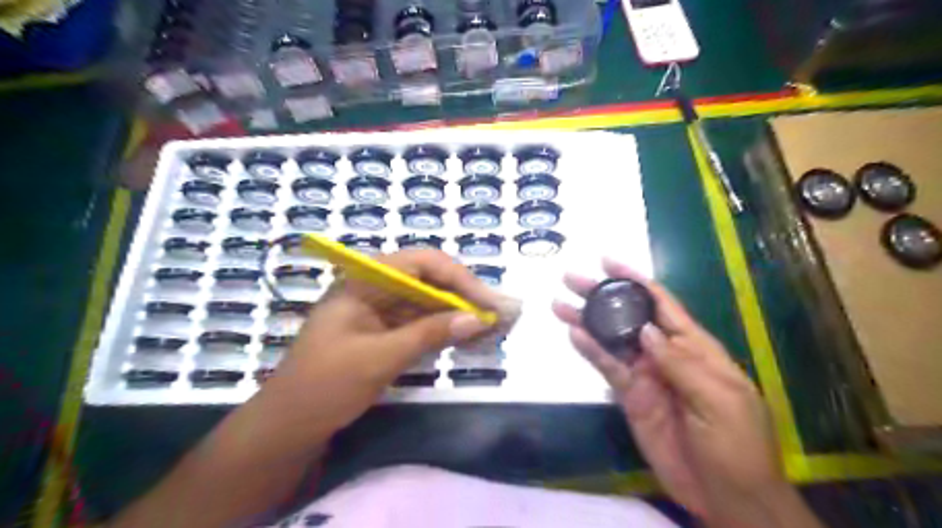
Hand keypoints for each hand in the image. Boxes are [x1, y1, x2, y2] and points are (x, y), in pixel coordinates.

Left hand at [256, 249, 500, 434]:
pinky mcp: (384, 332)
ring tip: (493, 326)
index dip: (460, 279)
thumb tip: (478, 318)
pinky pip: (421, 322)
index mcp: (365, 281)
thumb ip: (429, 334)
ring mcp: (380, 310)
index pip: (422, 263)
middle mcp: (374, 288)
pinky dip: (445, 330)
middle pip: (429, 280)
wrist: (287, 427)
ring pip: (429, 302)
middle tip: (501, 313)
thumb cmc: (324, 386)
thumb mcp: (379, 358)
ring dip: (459, 313)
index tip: (488, 302)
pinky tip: (468, 338)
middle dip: (465, 295)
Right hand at [553, 260, 813, 527]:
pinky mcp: (630, 396)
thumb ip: (681, 363)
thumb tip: (646, 330)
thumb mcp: (719, 400)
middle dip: (601, 296)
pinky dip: (591, 352)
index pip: (661, 303)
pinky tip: (574, 336)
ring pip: (611, 340)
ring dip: (587, 321)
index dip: (635, 280)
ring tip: (560, 305)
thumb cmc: (737, 445)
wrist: (727, 497)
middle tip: (571, 278)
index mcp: (694, 346)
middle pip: (629, 317)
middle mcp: (665, 354)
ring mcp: (645, 375)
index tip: (607, 261)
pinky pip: (608, 369)